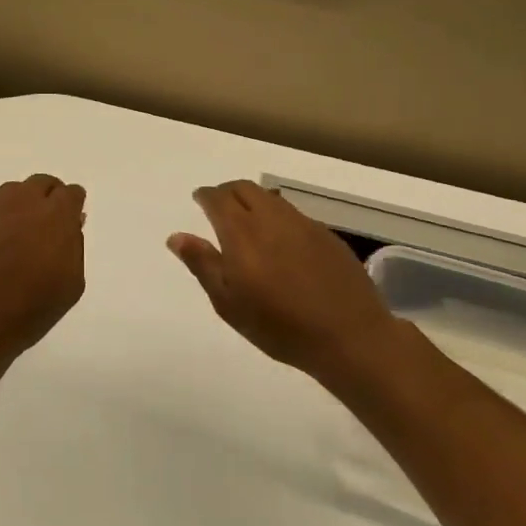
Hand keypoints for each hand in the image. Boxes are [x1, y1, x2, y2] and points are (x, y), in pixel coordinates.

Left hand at [0, 174, 86, 379]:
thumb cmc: (27, 311)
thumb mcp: (70, 285)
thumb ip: (75, 246)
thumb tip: (72, 223)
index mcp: (54, 216)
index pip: (71, 193)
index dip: (72, 206)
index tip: (70, 221)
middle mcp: (21, 202)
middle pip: (41, 183)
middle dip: (48, 198)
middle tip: (46, 225)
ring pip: (12, 193)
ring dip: (20, 206)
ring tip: (17, 237)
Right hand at [168, 180, 409, 389]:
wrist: (349, 337)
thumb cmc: (279, 326)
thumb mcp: (228, 302)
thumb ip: (202, 264)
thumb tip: (176, 236)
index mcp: (242, 232)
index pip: (218, 198)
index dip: (205, 196)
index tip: (199, 200)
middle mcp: (272, 218)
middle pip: (245, 188)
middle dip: (227, 192)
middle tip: (219, 207)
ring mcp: (303, 224)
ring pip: (271, 198)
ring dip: (254, 201)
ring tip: (248, 222)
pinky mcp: (327, 236)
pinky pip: (294, 214)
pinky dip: (278, 217)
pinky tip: (281, 242)